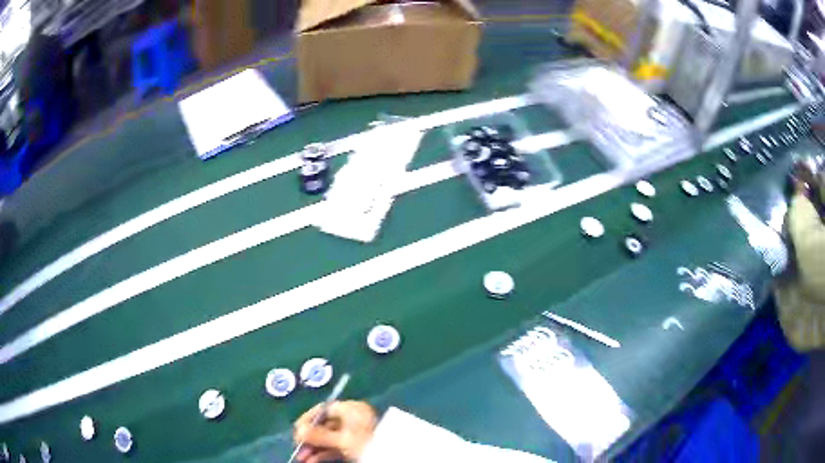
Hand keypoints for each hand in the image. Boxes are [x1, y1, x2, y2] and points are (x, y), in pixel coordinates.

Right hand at [293, 401, 377, 462]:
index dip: (307, 420)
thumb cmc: (367, 443)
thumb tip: (298, 430)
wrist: (391, 458)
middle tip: (297, 450)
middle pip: (323, 426)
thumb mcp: (342, 440)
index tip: (296, 432)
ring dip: (313, 449)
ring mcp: (353, 433)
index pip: (323, 410)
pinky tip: (312, 461)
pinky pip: (334, 448)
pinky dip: (323, 454)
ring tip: (302, 459)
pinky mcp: (354, 447)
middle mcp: (351, 419)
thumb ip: (319, 435)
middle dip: (309, 439)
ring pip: (327, 439)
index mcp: (352, 409)